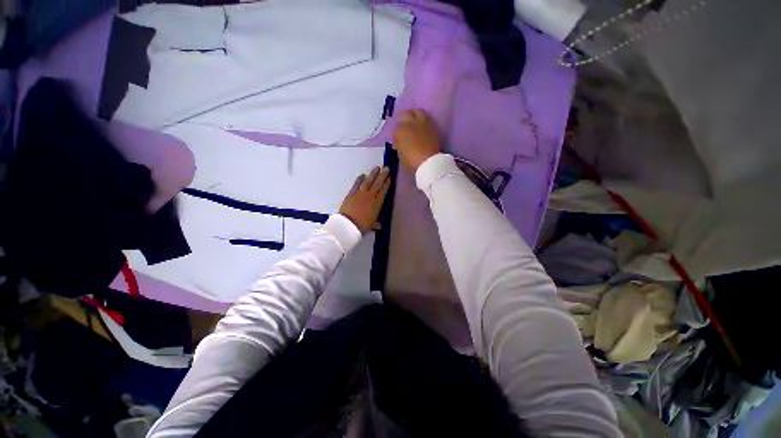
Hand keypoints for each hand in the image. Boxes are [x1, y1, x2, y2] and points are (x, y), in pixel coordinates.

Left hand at [339, 166, 390, 233]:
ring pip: (368, 181)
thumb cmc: (362, 225)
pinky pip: (356, 184)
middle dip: (383, 175)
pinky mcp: (351, 193)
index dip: (387, 183)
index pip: (384, 191)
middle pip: (377, 184)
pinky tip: (362, 174)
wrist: (348, 224)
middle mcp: (370, 196)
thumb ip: (377, 223)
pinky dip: (359, 179)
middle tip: (386, 168)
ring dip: (373, 174)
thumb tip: (381, 226)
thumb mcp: (372, 225)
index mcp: (377, 203)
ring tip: (377, 167)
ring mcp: (360, 193)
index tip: (390, 177)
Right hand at [392, 109, 442, 172]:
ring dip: (415, 117)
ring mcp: (424, 123)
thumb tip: (398, 142)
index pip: (396, 127)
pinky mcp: (434, 126)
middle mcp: (412, 122)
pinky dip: (423, 122)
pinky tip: (423, 129)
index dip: (396, 134)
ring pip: (418, 112)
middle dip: (404, 120)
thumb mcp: (401, 155)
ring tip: (414, 125)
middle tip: (404, 129)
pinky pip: (427, 119)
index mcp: (401, 130)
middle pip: (406, 114)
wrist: (430, 163)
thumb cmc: (412, 161)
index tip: (397, 141)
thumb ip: (399, 145)